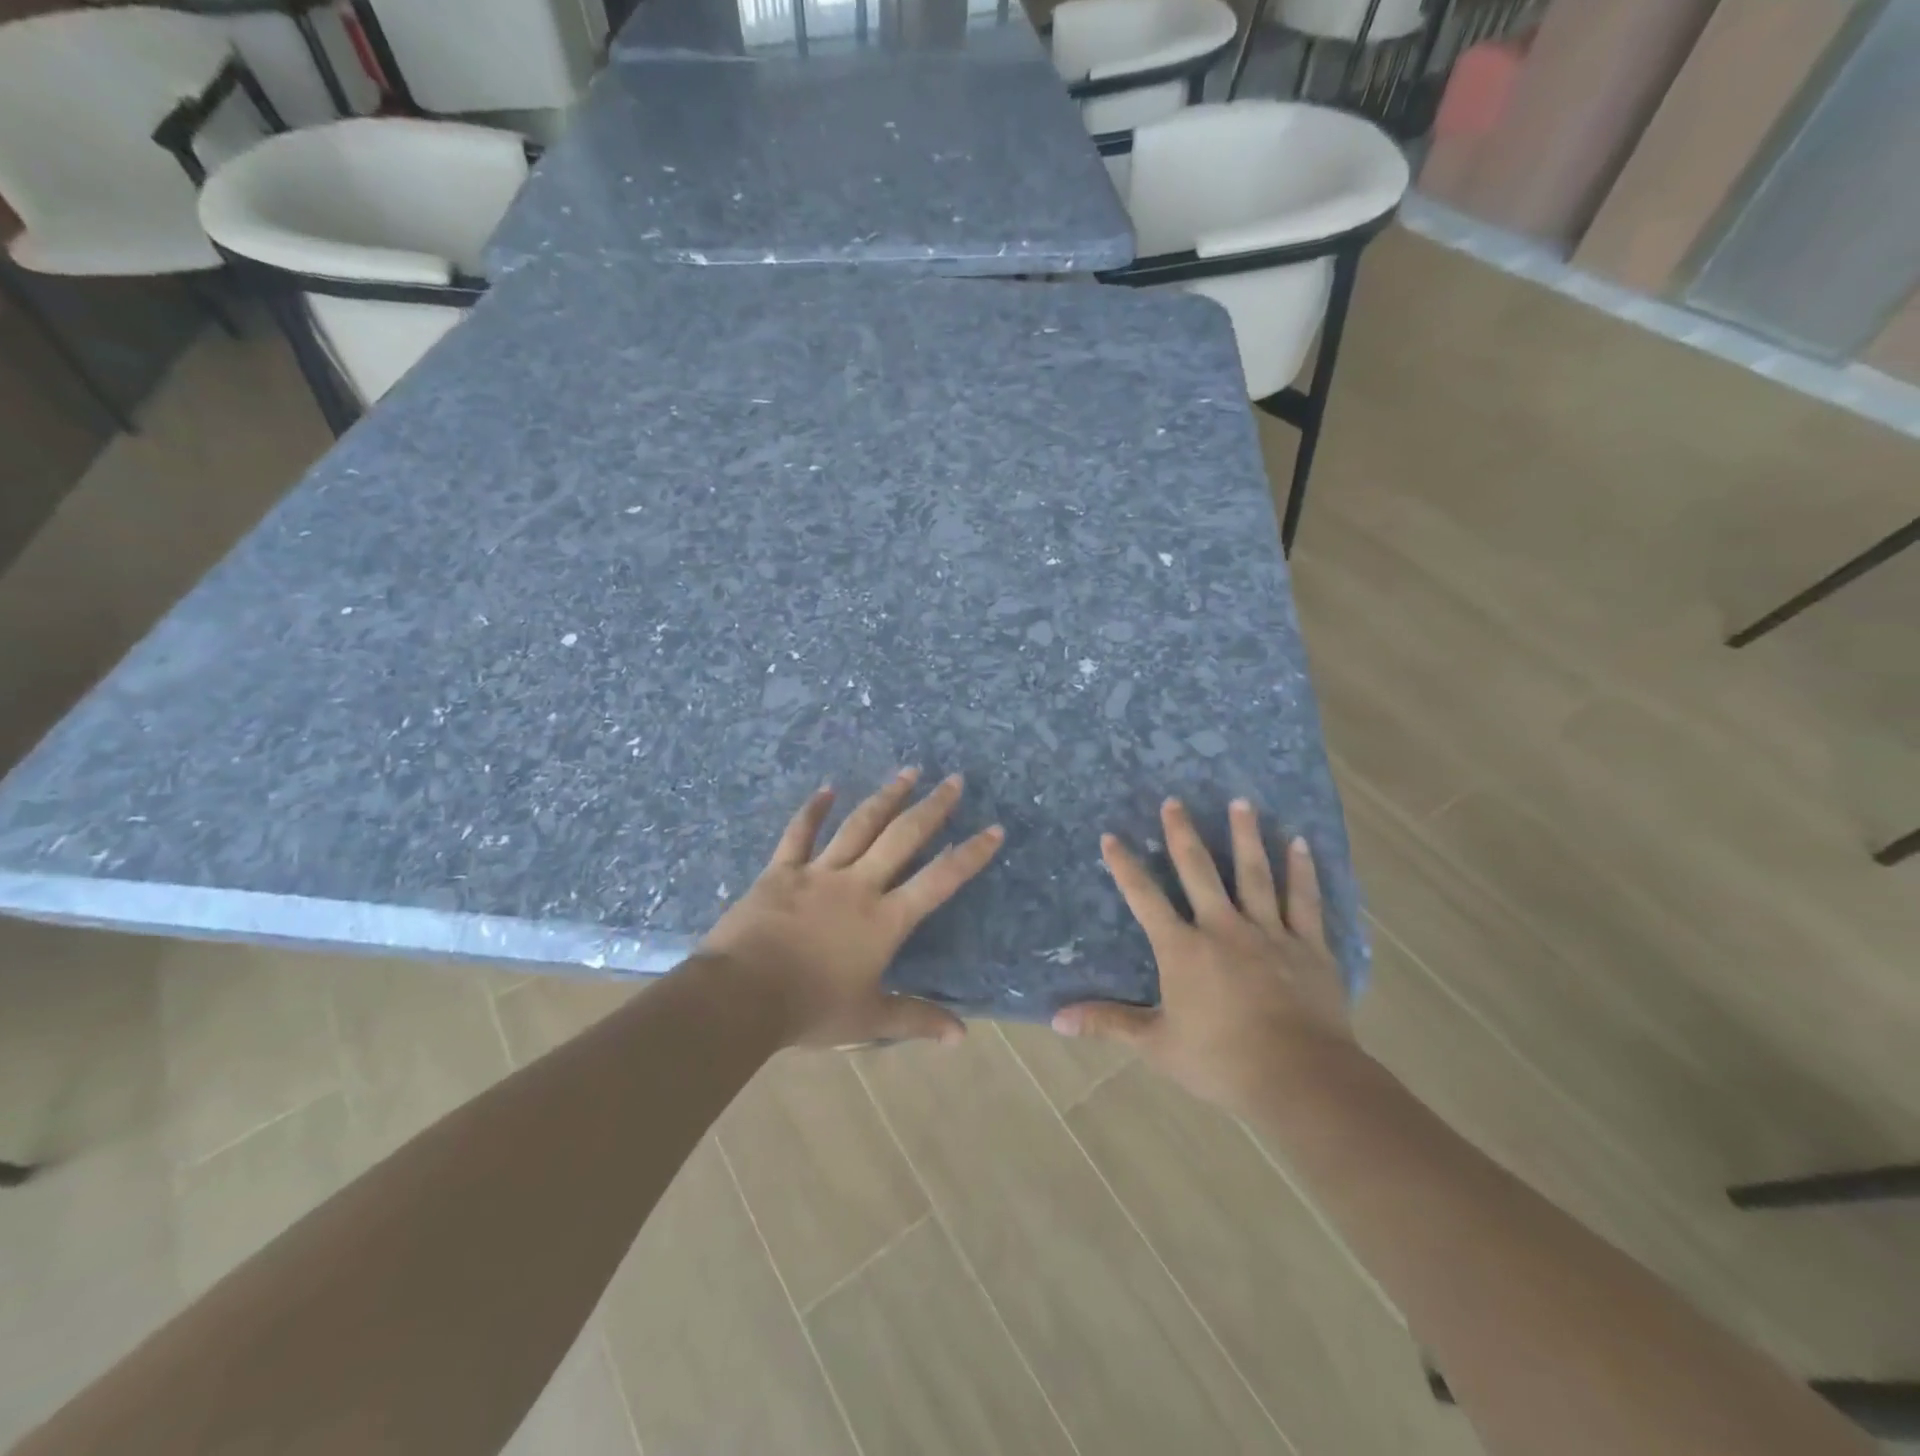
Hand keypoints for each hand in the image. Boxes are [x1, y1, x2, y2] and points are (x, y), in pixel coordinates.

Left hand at [701, 770, 1003, 1048]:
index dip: (969, 854)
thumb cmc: (810, 1008)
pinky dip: (813, 809)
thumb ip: (916, 1020)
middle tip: (953, 779)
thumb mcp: (868, 1019)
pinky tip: (827, 788)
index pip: (939, 880)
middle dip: (932, 807)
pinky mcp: (782, 870)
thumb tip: (962, 1037)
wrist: (741, 996)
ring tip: (908, 771)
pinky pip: (800, 833)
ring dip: (886, 796)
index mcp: (885, 920)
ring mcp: (818, 873)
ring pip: (859, 825)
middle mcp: (858, 886)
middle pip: (902, 837)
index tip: (994, 829)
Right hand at [1053, 797, 1355, 1115]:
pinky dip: (1301, 870)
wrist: (1300, 1078)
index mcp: (1184, 950)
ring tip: (1240, 801)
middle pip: (1199, 871)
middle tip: (1174, 801)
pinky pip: (1304, 900)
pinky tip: (1298, 842)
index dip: (1125, 867)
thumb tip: (1057, 1019)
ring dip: (1244, 836)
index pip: (1145, 898)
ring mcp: (1269, 933)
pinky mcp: (1308, 946)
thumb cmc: (1222, 1061)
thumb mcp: (1157, 1044)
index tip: (1111, 836)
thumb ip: (1109, 1023)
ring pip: (1254, 874)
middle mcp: (1223, 929)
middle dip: (1182, 834)